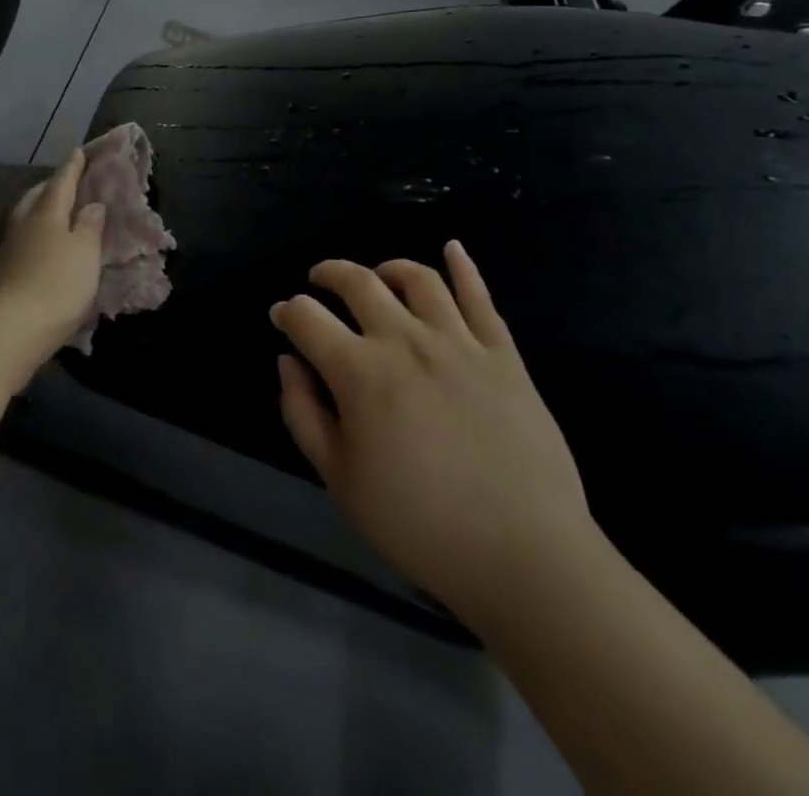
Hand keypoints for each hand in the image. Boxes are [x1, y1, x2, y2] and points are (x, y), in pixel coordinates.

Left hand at [0, 150, 104, 389]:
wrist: (11, 328)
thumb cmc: (57, 284)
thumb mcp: (85, 253)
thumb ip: (90, 226)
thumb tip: (91, 204)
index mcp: (46, 213)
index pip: (61, 182)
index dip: (72, 167)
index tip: (78, 151)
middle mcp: (23, 224)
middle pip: (36, 196)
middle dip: (51, 186)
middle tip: (66, 181)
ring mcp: (9, 248)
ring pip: (25, 216)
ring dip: (39, 208)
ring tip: (55, 211)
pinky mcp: (2, 271)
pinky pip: (21, 238)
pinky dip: (34, 232)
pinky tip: (42, 244)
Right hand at [272, 243, 596, 629]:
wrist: (526, 558)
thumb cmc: (420, 524)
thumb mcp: (340, 480)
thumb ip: (303, 413)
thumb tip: (288, 362)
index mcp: (359, 372)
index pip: (307, 318)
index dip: (286, 312)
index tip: (282, 319)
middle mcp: (405, 341)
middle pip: (357, 282)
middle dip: (328, 273)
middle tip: (318, 281)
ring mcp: (460, 343)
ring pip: (417, 278)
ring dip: (387, 267)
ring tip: (377, 276)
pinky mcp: (504, 355)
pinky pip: (481, 298)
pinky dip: (463, 266)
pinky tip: (452, 249)